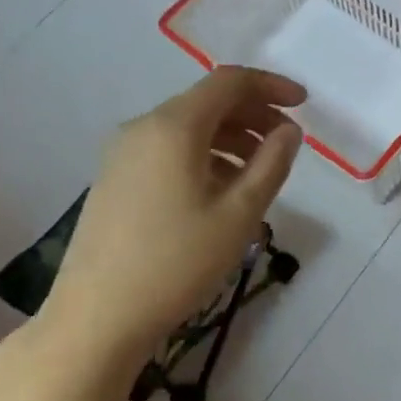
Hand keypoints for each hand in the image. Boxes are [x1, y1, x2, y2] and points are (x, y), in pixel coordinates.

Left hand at [30, 68, 305, 379]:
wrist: (96, 319)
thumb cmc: (176, 264)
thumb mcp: (239, 215)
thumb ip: (271, 164)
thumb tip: (289, 131)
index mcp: (173, 127)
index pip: (229, 82)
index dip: (270, 85)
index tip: (303, 104)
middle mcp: (143, 128)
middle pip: (207, 102)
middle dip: (253, 114)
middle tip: (287, 144)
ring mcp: (122, 153)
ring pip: (188, 128)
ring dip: (231, 138)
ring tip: (260, 173)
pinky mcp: (114, 179)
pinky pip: (168, 150)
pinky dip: (204, 156)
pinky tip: (221, 191)